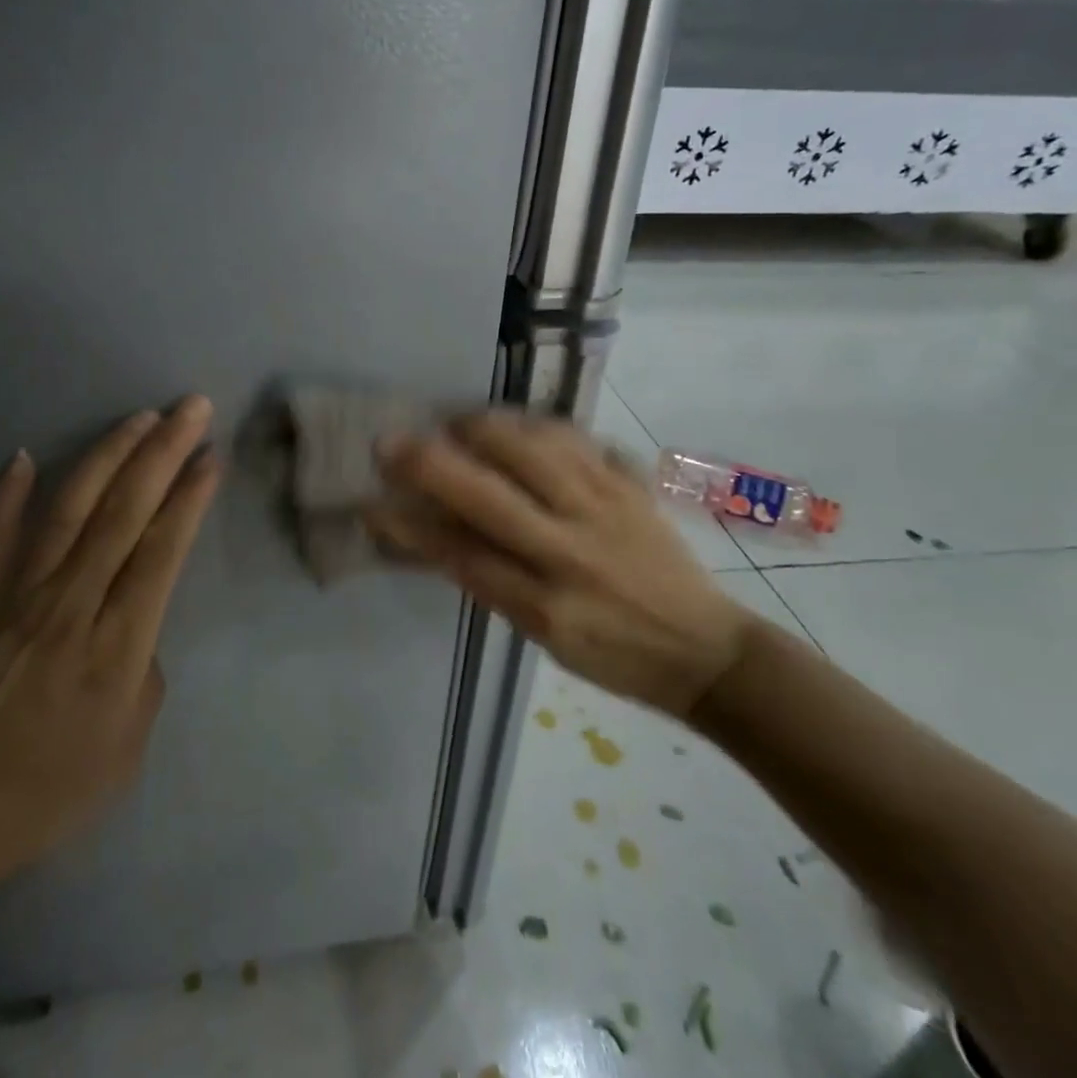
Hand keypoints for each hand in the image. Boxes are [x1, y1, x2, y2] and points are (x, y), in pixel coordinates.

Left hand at [0, 398, 219, 912]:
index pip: (161, 552)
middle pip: (122, 515)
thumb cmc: (51, 791)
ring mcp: (15, 603)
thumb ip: (143, 666)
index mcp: (116, 647)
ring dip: (105, 458)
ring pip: (66, 512)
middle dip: (162, 454)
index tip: (210, 456)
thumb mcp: (130, 743)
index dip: (188, 499)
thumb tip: (134, 616)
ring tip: (137, 418)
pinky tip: (24, 456)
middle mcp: (69, 609)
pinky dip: (7, 498)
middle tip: (190, 408)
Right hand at [366, 411, 749, 717]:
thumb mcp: (545, 637)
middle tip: (391, 442)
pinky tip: (520, 423)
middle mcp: (574, 550)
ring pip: (538, 452)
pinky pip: (582, 441)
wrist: (706, 650)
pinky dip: (542, 425)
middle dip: (432, 465)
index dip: (409, 529)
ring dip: (486, 429)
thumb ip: (492, 584)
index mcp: (549, 603)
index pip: (462, 557)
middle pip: (491, 497)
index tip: (370, 505)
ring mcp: (608, 509)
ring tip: (455, 420)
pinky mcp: (633, 486)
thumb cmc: (616, 656)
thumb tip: (436, 539)